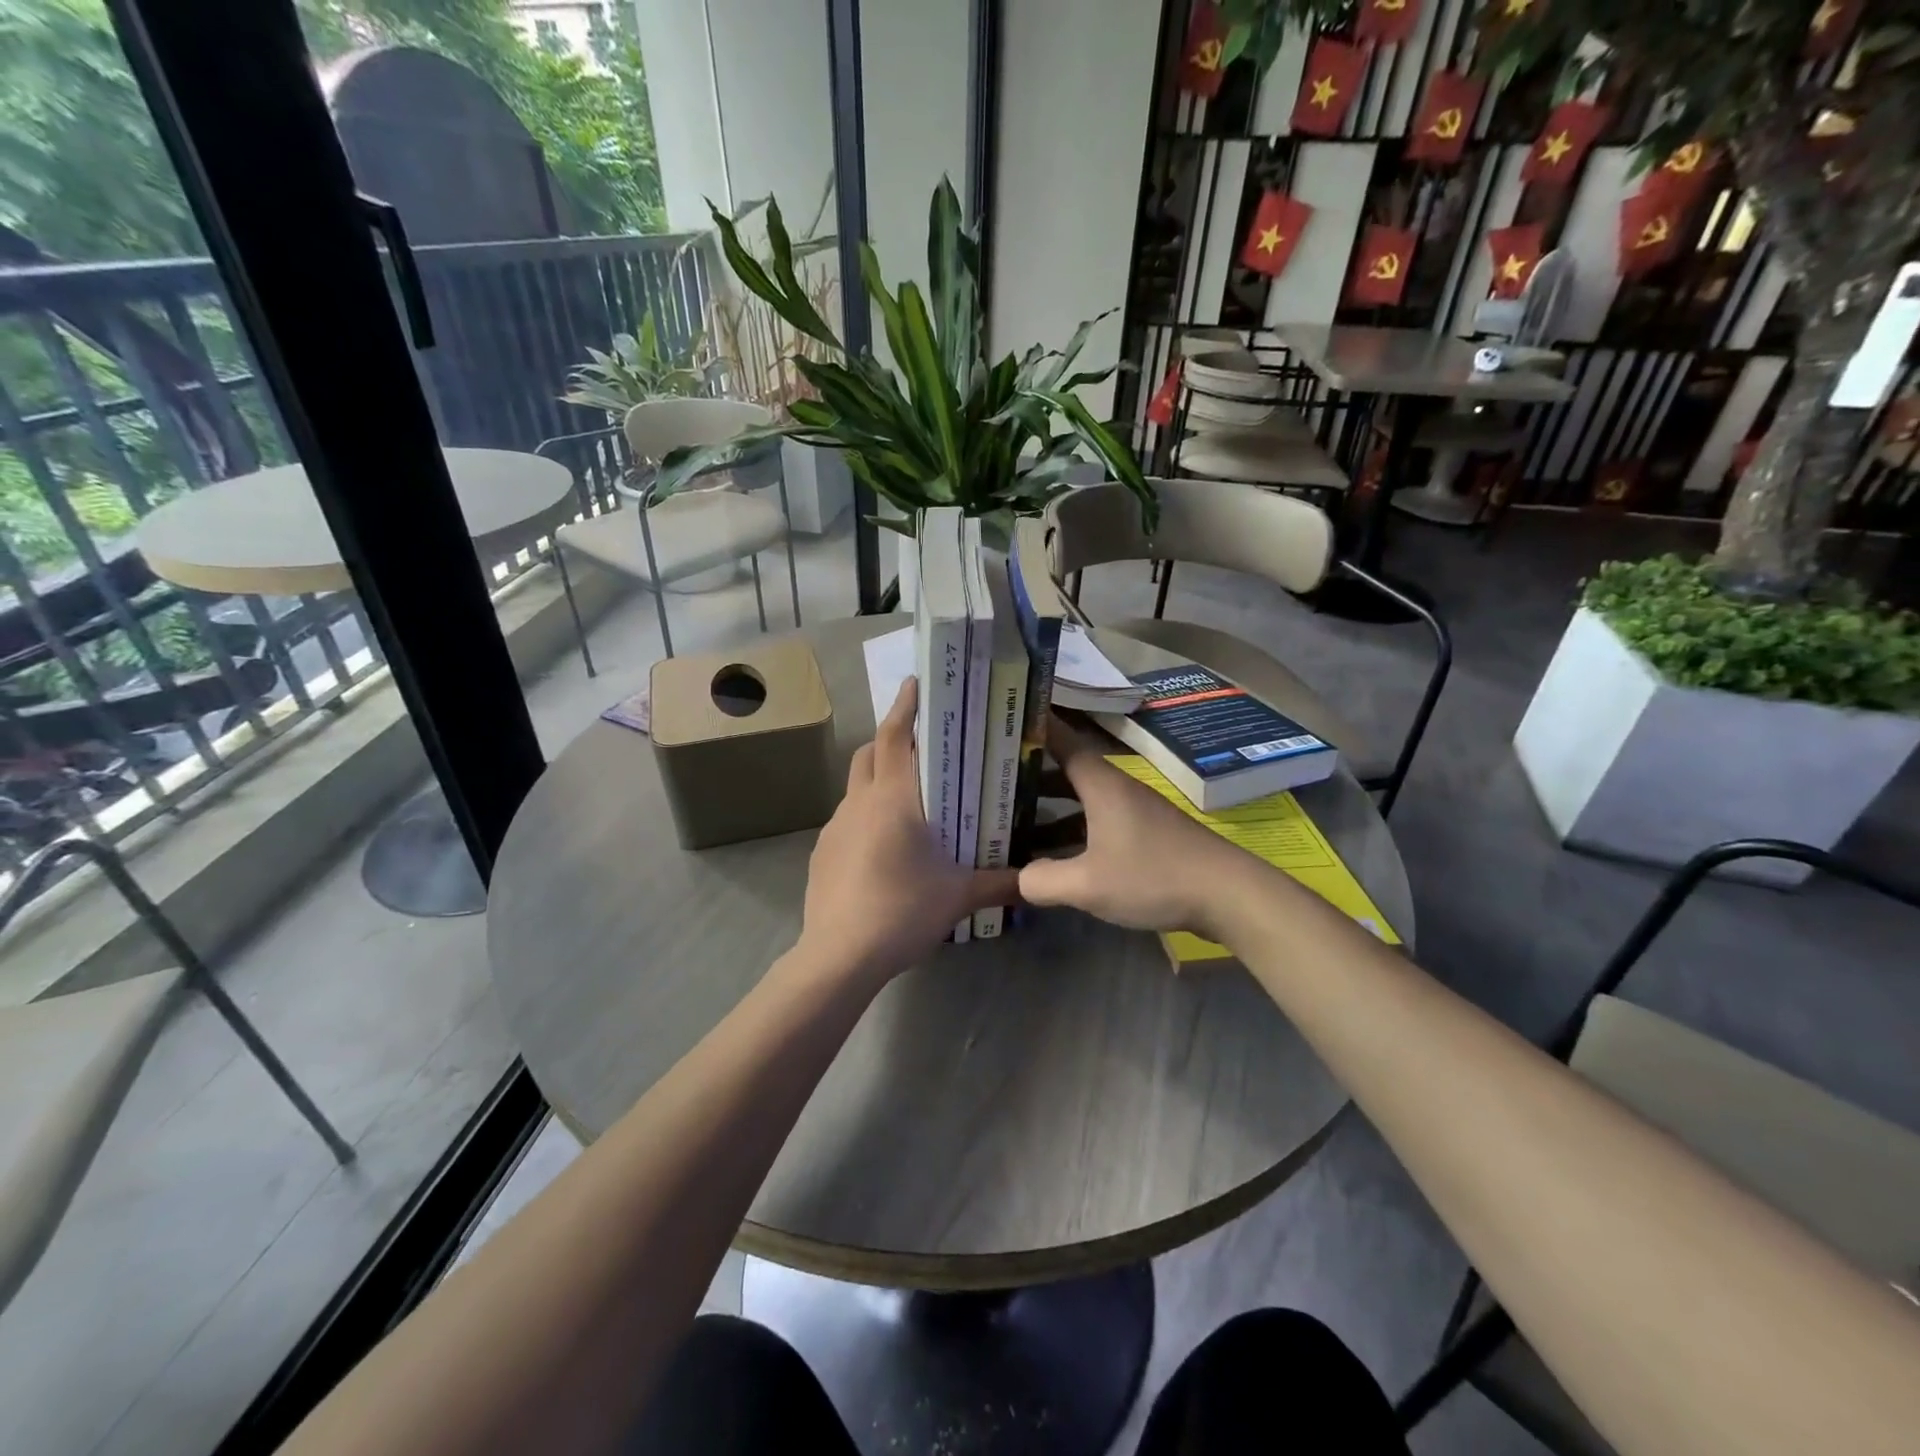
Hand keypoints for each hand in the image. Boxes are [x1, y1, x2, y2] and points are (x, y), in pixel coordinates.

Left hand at [797, 677, 1019, 985]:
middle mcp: (859, 802)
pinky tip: (884, 849)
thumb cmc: (902, 910)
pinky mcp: (822, 853)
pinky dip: (866, 817)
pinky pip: (847, 820)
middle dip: (891, 740)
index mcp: (893, 798)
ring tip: (908, 801)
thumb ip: (1000, 882)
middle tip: (921, 745)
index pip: (895, 736)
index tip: (915, 683)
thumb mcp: (959, 895)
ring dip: (878, 781)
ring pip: (856, 787)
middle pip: (870, 753)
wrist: (839, 955)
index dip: (904, 706)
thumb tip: (1036, 880)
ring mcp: (834, 827)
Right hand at [1018, 715, 1249, 937]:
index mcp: (1101, 784)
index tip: (1003, 718)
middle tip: (993, 777)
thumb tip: (1014, 879)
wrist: (1228, 895)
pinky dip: (1071, 831)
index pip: (1061, 740)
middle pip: (1067, 770)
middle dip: (1030, 773)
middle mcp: (1116, 789)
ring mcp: (1133, 811)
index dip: (1033, 727)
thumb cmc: (1154, 876)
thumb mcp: (1089, 885)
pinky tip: (1053, 856)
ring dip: (1049, 808)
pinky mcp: (1145, 834)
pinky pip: (1096, 822)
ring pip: (1081, 800)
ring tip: (1011, 820)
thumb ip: (1043, 881)